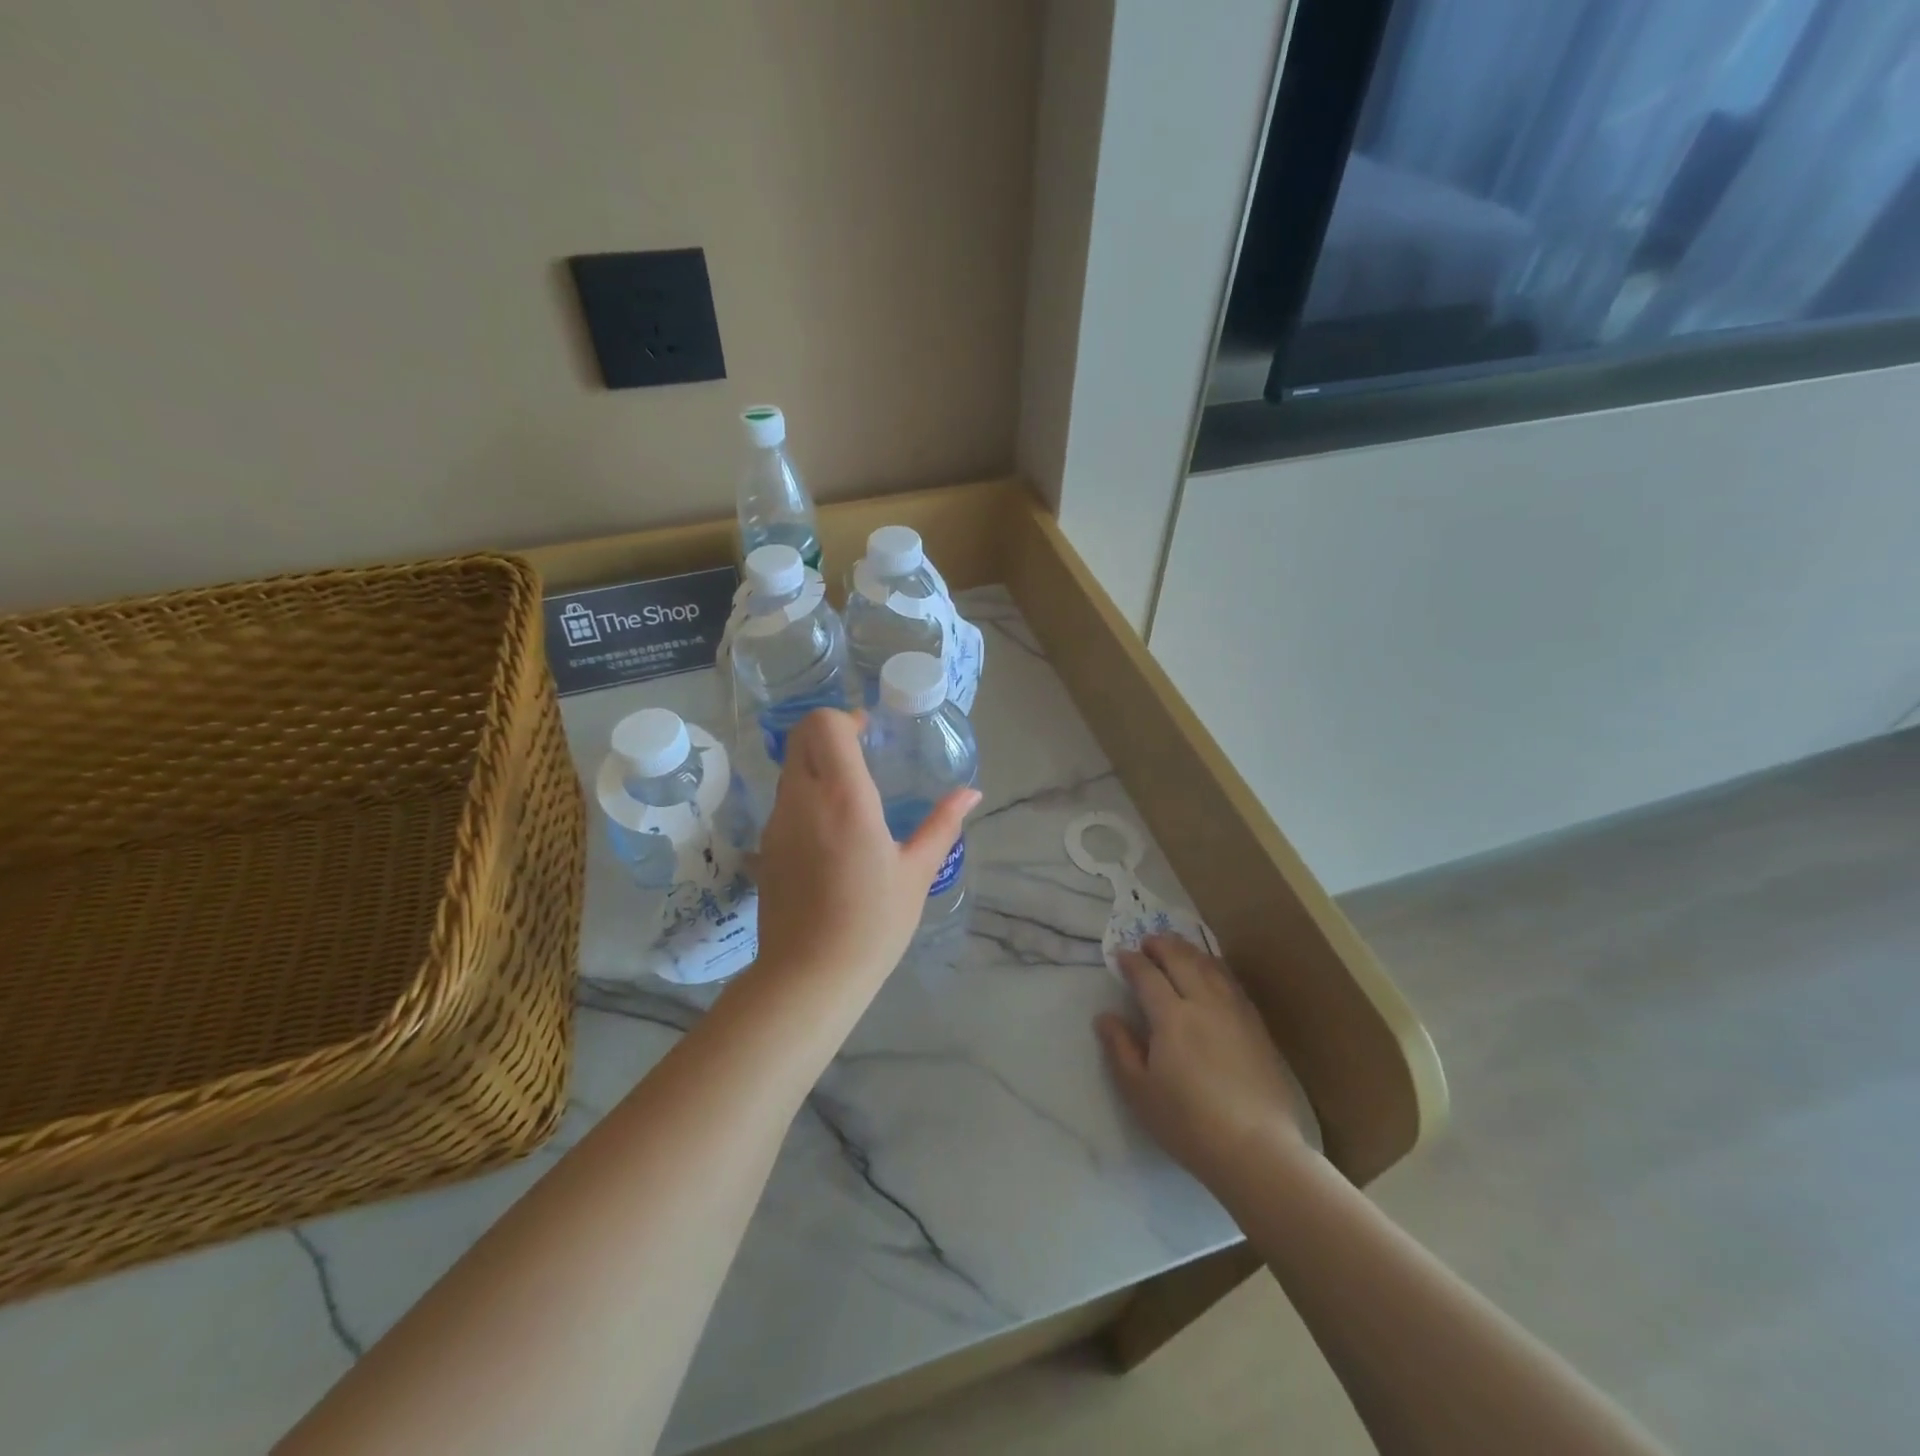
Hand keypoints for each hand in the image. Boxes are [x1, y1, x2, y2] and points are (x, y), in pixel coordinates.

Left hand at [752, 709, 980, 986]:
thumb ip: (943, 824)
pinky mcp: (766, 846)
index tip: (869, 732)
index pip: (824, 725)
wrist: (809, 975)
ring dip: (817, 765)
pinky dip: (805, 795)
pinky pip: (785, 800)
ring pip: (790, 767)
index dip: (845, 718)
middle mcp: (803, 799)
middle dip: (830, 734)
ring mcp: (778, 822)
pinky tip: (831, 831)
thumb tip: (971, 793)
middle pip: (801, 737)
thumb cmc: (873, 923)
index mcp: (844, 797)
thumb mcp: (917, 872)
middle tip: (862, 754)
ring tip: (850, 794)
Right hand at [1095, 935, 1311, 1188]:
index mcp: (1171, 1016)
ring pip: (1210, 966)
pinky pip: (1232, 982)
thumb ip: (1120, 1049)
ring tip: (1177, 948)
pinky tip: (1212, 972)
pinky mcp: (1256, 1026)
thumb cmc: (1188, 1123)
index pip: (1148, 975)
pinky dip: (1215, 967)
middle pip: (1181, 959)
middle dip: (1161, 945)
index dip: (1132, 961)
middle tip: (1147, 941)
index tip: (1120, 954)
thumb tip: (1104, 1016)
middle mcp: (1204, 1003)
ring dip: (1189, 951)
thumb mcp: (1140, 1091)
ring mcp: (1235, 1012)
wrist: (1257, 1149)